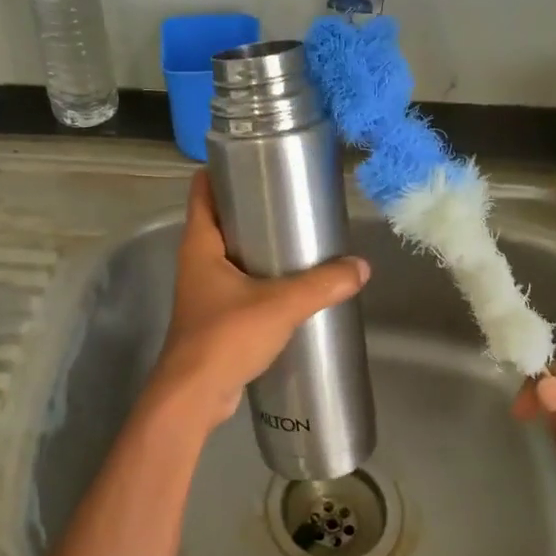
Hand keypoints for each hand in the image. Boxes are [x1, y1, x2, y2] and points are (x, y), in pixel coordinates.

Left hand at [149, 172, 369, 431]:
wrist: (194, 395)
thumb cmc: (225, 337)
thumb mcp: (279, 305)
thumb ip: (322, 285)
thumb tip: (361, 267)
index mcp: (200, 245)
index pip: (202, 191)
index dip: (220, 170)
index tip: (254, 159)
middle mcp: (196, 262)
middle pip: (219, 220)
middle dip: (250, 208)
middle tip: (289, 198)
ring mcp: (202, 292)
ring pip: (229, 256)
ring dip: (255, 247)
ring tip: (295, 238)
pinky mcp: (214, 319)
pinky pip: (237, 287)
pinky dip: (258, 280)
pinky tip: (288, 287)